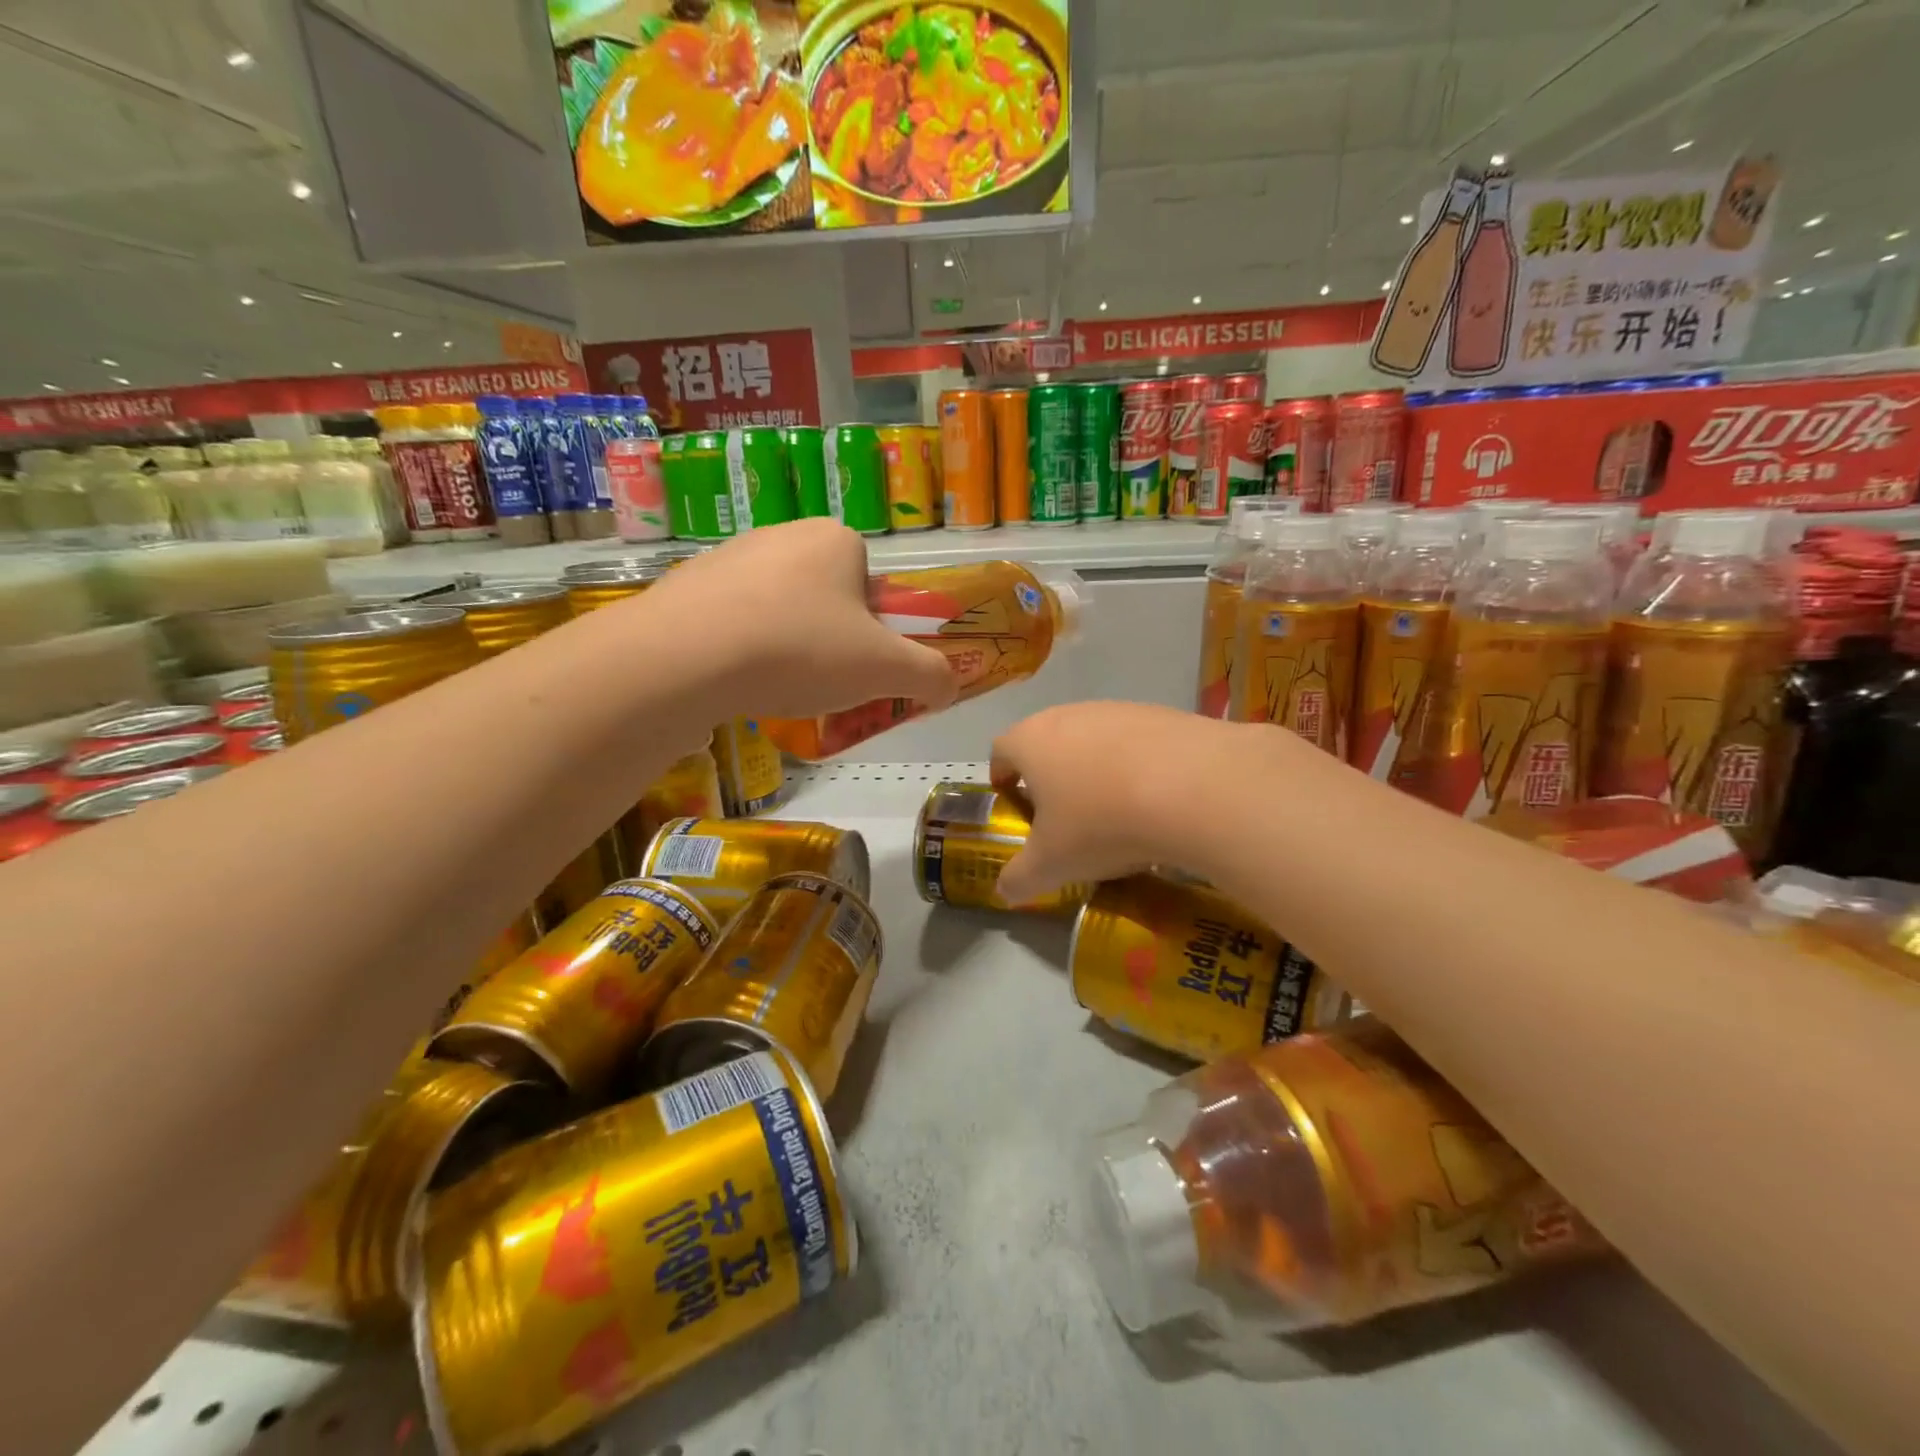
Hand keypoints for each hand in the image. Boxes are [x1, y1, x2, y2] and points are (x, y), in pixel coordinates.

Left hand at [652, 520, 957, 720]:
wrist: (685, 658)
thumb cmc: (801, 650)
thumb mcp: (885, 669)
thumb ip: (930, 675)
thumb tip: (950, 685)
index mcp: (835, 540)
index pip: (870, 584)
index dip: (871, 628)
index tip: (856, 662)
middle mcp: (782, 534)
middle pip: (825, 596)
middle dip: (828, 639)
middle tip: (820, 680)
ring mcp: (728, 556)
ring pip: (777, 608)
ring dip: (784, 645)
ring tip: (773, 685)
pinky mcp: (687, 585)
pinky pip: (731, 620)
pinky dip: (740, 649)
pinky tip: (732, 680)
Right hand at [990, 702, 1246, 904]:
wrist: (1194, 788)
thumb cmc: (1101, 823)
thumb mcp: (1052, 865)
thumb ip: (1020, 878)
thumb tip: (1004, 891)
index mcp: (1031, 741)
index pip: (1002, 749)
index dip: (1001, 774)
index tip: (1011, 799)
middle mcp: (1069, 715)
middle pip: (1048, 741)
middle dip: (1050, 774)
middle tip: (1062, 813)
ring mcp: (1118, 710)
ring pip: (1094, 739)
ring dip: (1095, 768)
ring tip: (1114, 810)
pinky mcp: (1162, 714)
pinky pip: (1137, 742)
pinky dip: (1138, 766)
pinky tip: (1157, 800)